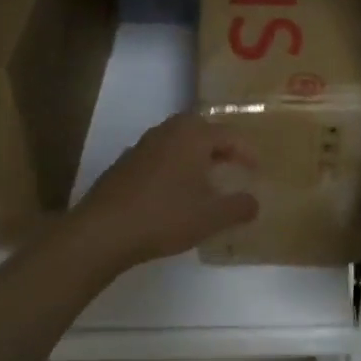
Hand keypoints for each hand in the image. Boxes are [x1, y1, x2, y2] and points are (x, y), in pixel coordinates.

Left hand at [71, 113, 257, 269]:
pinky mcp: (124, 165)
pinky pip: (159, 158)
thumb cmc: (165, 216)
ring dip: (194, 156)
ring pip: (176, 142)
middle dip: (219, 146)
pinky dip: (173, 168)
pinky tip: (174, 193)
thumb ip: (239, 207)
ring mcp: (141, 147)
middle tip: (232, 165)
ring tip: (206, 179)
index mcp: (192, 136)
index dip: (246, 151)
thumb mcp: (212, 216)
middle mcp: (167, 132)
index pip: (228, 134)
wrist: (103, 230)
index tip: (257, 169)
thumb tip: (254, 202)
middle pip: (200, 130)